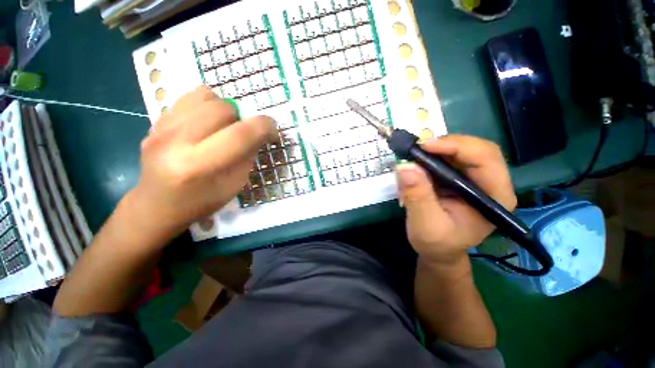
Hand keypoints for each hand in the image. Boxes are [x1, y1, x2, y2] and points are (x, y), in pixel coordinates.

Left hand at [128, 87, 274, 240]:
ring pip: (205, 95)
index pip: (241, 134)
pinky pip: (189, 97)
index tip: (273, 131)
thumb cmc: (201, 201)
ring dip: (224, 110)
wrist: (157, 205)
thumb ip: (247, 156)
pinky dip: (206, 106)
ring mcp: (161, 128)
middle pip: (223, 109)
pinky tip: (205, 124)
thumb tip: (257, 133)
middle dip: (242, 119)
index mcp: (199, 165)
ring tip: (222, 127)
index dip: (265, 127)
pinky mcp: (154, 121)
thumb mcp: (235, 184)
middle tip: (241, 134)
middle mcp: (176, 141)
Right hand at [396, 135, 516, 265]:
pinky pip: (449, 158)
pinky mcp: (461, 178)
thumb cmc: (436, 243)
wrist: (438, 250)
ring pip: (462, 150)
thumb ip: (417, 196)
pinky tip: (419, 165)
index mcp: (495, 198)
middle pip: (477, 149)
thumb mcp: (425, 224)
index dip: (458, 147)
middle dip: (446, 145)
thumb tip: (406, 166)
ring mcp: (476, 180)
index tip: (425, 146)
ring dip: (437, 150)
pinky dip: (432, 157)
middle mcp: (491, 184)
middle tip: (419, 149)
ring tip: (416, 158)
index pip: (486, 159)